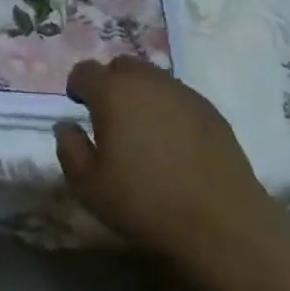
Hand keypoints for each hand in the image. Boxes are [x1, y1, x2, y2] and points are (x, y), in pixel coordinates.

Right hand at [54, 57, 280, 273]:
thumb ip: (69, 148)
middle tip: (110, 118)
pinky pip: (179, 98)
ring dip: (141, 95)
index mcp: (113, 92)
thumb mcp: (89, 185)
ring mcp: (183, 93)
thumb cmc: (145, 203)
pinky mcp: (211, 111)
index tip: (79, 108)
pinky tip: (173, 143)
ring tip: (143, 131)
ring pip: (152, 79)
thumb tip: (67, 126)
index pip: (85, 71)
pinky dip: (168, 110)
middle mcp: (147, 81)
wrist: (222, 224)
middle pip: (121, 66)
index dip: (77, 87)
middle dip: (110, 84)